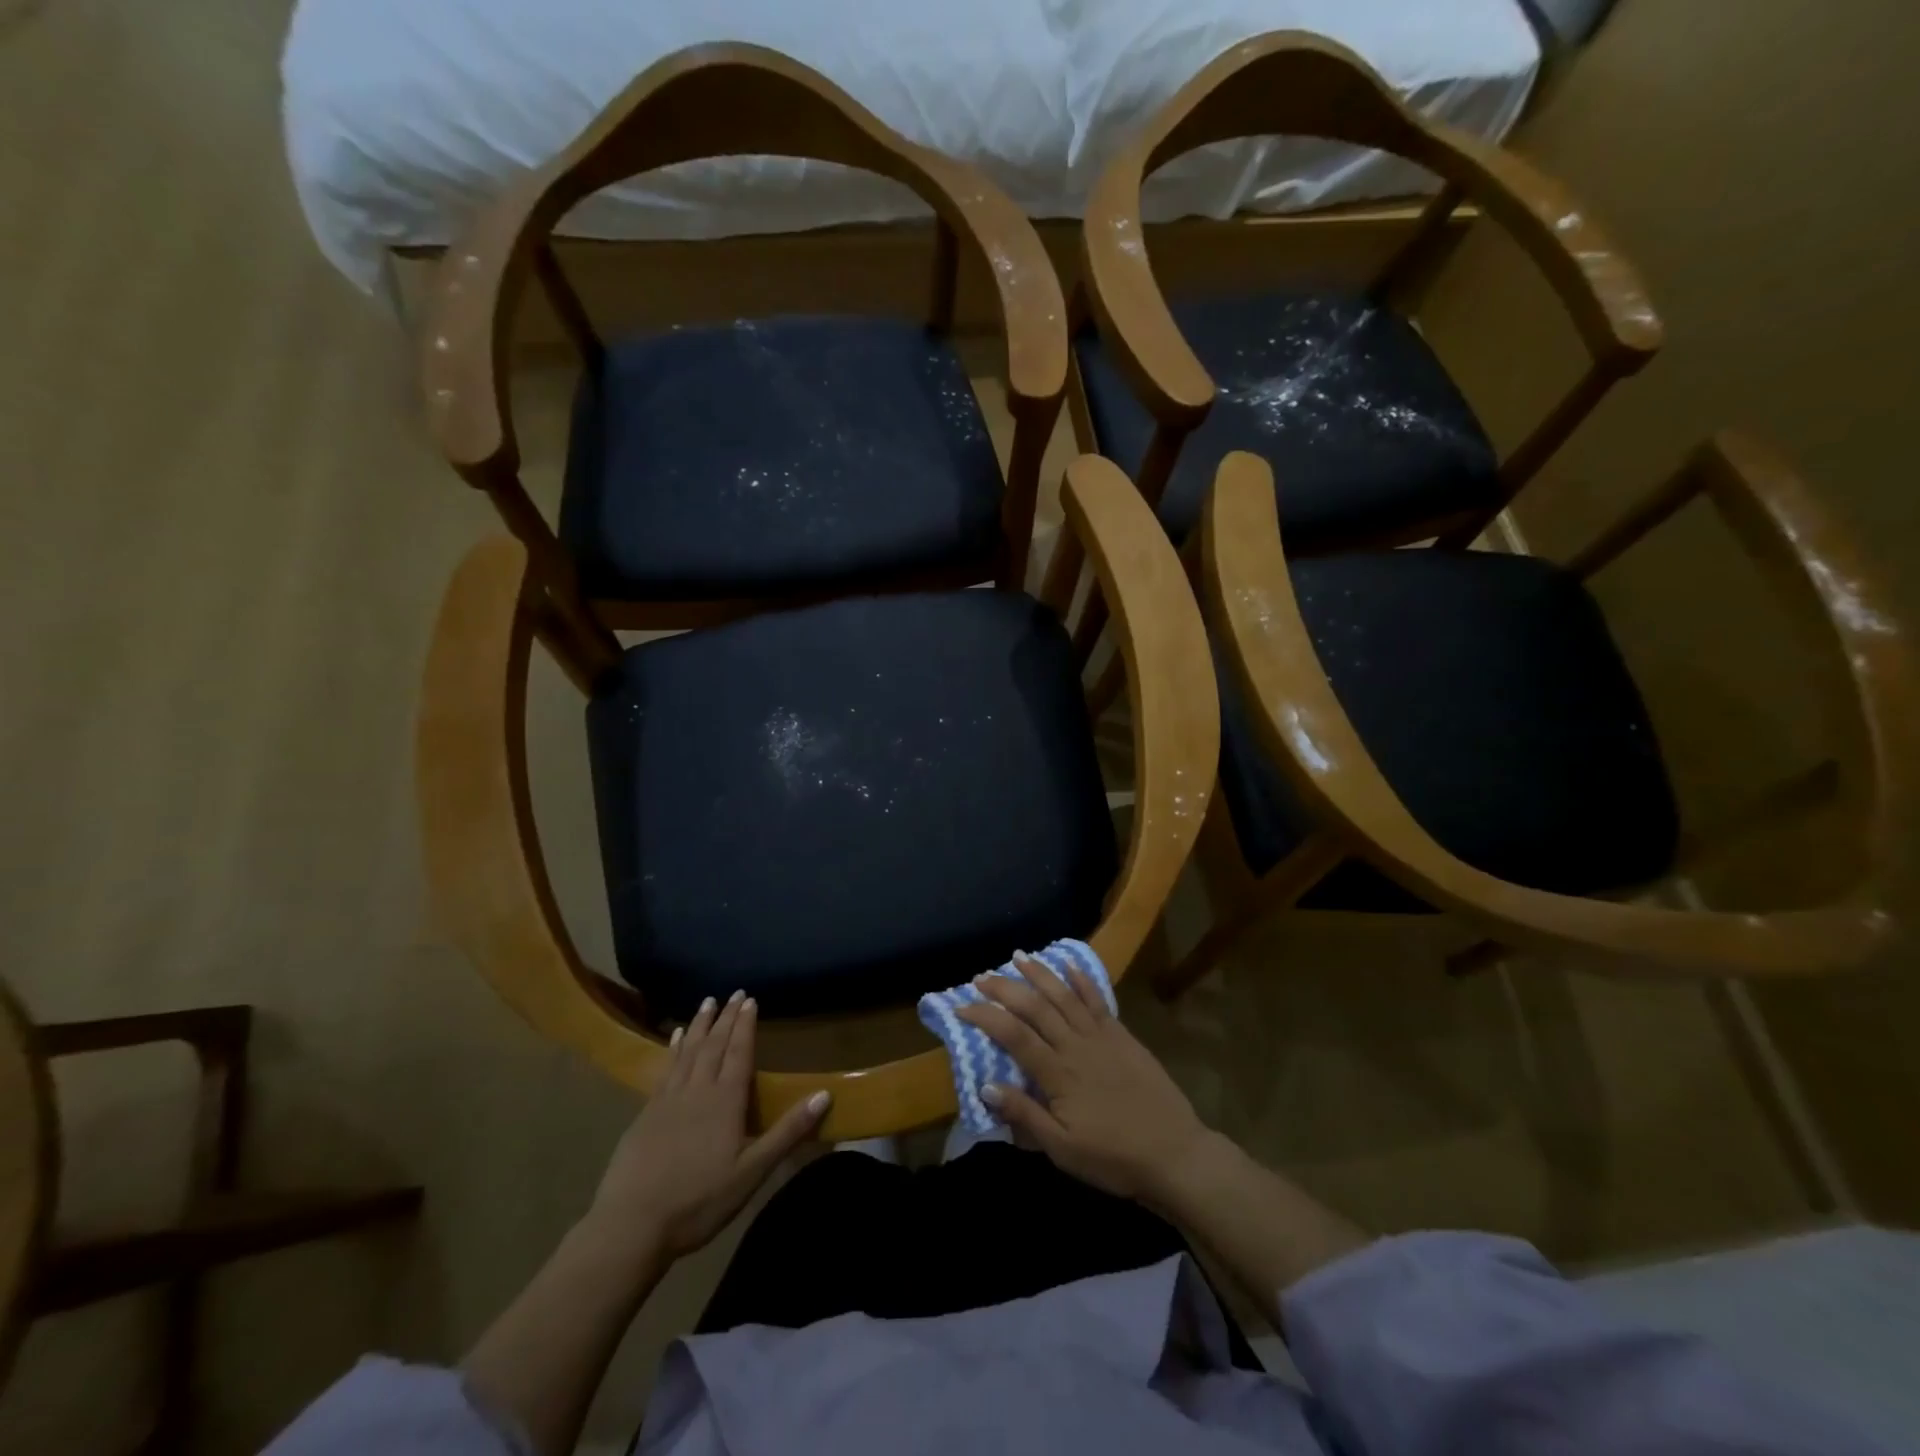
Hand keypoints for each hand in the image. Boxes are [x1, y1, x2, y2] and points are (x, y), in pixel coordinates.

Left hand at [583, 991, 828, 1263]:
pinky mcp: (645, 1114)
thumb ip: (788, 1131)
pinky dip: (674, 1048)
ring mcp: (667, 1099)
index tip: (750, 999)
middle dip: (725, 1018)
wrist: (631, 1226)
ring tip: (706, 1002)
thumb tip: (824, 1094)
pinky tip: (675, 1038)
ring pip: (688, 1051)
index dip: (745, 1025)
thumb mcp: (753, 1172)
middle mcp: (697, 1090)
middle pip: (714, 1045)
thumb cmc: (700, 1201)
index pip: (739, 1052)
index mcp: (725, 1100)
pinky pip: (665, 1068)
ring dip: (699, 1025)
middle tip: (733, 993)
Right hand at [956, 954, 1212, 1205]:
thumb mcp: (1062, 1149)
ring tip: (1018, 956)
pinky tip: (1068, 964)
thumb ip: (1025, 1115)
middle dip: (1005, 988)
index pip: (1013, 1036)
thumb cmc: (1113, 1158)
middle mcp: (1075, 1045)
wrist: (1173, 1153)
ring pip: (1064, 996)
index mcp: (1057, 1074)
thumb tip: (985, 1085)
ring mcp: (1100, 1036)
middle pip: (1035, 1008)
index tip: (962, 1007)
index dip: (986, 1017)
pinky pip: (1097, 1000)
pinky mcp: (1121, 1035)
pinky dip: (1081, 980)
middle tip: (981, 977)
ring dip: (1039, 973)